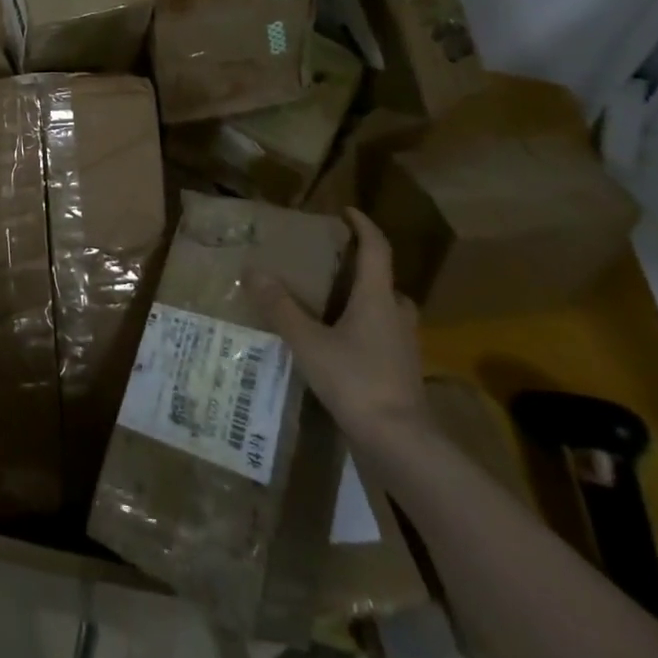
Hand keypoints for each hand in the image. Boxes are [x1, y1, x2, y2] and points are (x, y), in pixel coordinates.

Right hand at [250, 208, 431, 449]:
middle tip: (332, 264)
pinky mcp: (401, 374)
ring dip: (364, 300)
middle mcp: (397, 316)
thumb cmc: (357, 382)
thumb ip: (281, 307)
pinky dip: (364, 330)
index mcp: (379, 298)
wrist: (402, 446)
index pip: (377, 249)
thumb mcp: (309, 342)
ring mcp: (404, 348)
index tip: (346, 211)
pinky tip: (338, 344)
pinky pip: (383, 337)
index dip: (364, 226)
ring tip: (330, 302)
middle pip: (385, 281)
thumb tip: (253, 270)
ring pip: (386, 311)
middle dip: (362, 268)